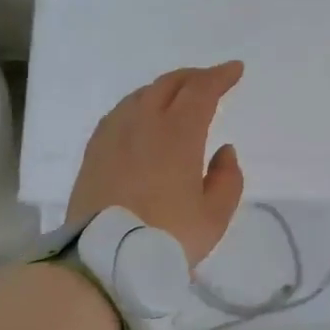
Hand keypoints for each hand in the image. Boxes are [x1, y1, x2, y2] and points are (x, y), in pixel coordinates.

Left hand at [67, 61, 246, 266]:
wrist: (103, 260)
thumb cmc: (167, 237)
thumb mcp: (214, 216)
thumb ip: (227, 178)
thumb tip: (224, 151)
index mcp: (178, 134)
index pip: (202, 90)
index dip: (220, 76)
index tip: (235, 70)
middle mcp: (144, 123)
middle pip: (169, 84)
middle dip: (194, 77)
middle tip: (210, 80)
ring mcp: (114, 134)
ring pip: (141, 95)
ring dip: (165, 88)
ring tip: (177, 97)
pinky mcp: (94, 151)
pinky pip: (119, 113)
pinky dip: (138, 105)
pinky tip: (140, 117)